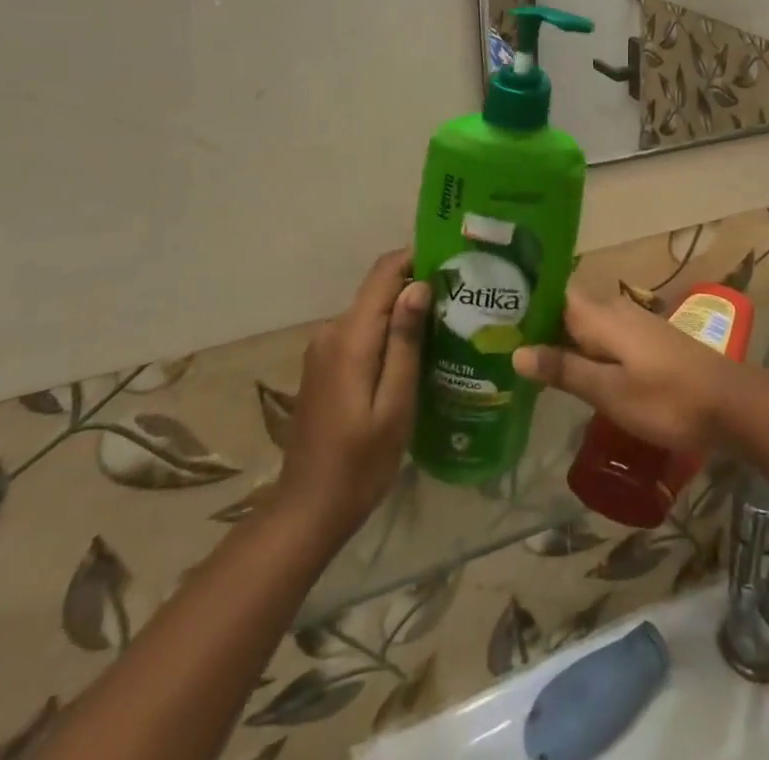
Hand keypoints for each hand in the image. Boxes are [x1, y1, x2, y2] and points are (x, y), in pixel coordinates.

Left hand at [271, 251, 428, 541]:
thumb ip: (405, 342)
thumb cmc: (360, 463)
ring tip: (447, 326)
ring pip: (371, 311)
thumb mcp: (395, 405)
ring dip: (404, 312)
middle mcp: (331, 331)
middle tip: (461, 300)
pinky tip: (415, 354)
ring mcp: (323, 348)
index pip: (384, 273)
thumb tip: (419, 285)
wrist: (307, 511)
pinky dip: (387, 333)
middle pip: (378, 290)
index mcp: (350, 337)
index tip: (453, 262)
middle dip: (417, 287)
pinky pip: (361, 332)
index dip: (417, 257)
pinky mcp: (324, 365)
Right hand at [514, 289, 745, 450]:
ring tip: (525, 360)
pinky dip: (583, 350)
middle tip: (498, 343)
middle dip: (537, 323)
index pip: (554, 293)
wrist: (731, 404)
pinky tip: (571, 372)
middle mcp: (615, 311)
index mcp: (601, 316)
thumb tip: (517, 350)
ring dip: (559, 339)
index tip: (493, 311)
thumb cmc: (667, 398)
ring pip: (585, 325)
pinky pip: (603, 338)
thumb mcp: (610, 391)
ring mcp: (634, 325)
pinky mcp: (647, 342)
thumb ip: (565, 369)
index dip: (525, 299)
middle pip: (567, 309)